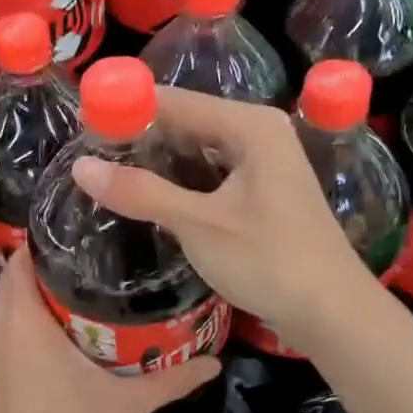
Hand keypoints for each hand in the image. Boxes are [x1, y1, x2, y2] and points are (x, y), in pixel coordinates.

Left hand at [0, 248, 218, 412]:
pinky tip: (62, 338)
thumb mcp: (128, 404)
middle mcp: (0, 335)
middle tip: (91, 260)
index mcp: (24, 325)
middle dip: (45, 270)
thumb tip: (216, 363)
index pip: (19, 263)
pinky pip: (7, 338)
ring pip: (8, 313)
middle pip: (14, 284)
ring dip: (35, 300)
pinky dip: (27, 327)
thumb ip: (172, 380)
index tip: (78, 234)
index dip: (42, 244)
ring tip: (81, 291)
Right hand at [68, 86, 385, 354]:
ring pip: (198, 150)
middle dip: (140, 137)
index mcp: (249, 126)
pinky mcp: (263, 193)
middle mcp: (259, 134)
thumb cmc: (269, 260)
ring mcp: (264, 164)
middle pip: (187, 121)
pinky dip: (180, 182)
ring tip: (109, 175)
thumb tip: (80, 167)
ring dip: (158, 162)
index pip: (175, 101)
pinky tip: (150, 198)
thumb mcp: (198, 225)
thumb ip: (140, 192)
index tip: (82, 125)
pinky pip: (211, 174)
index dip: (128, 108)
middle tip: (89, 156)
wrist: (332, 312)